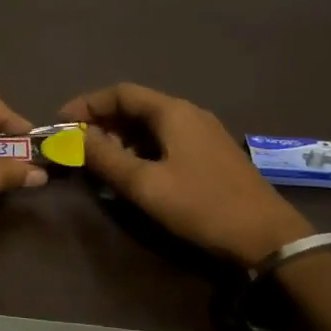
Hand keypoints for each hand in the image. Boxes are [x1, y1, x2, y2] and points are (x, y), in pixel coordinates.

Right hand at [58, 82, 313, 264]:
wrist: (269, 237)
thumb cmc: (202, 205)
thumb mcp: (145, 184)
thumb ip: (105, 158)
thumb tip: (73, 137)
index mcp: (172, 112)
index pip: (120, 92)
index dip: (87, 104)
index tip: (61, 124)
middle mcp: (188, 113)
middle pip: (135, 107)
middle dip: (101, 123)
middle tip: (77, 147)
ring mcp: (203, 133)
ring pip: (150, 125)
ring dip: (120, 138)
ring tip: (99, 163)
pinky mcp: (211, 154)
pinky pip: (166, 140)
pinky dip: (141, 149)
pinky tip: (132, 173)